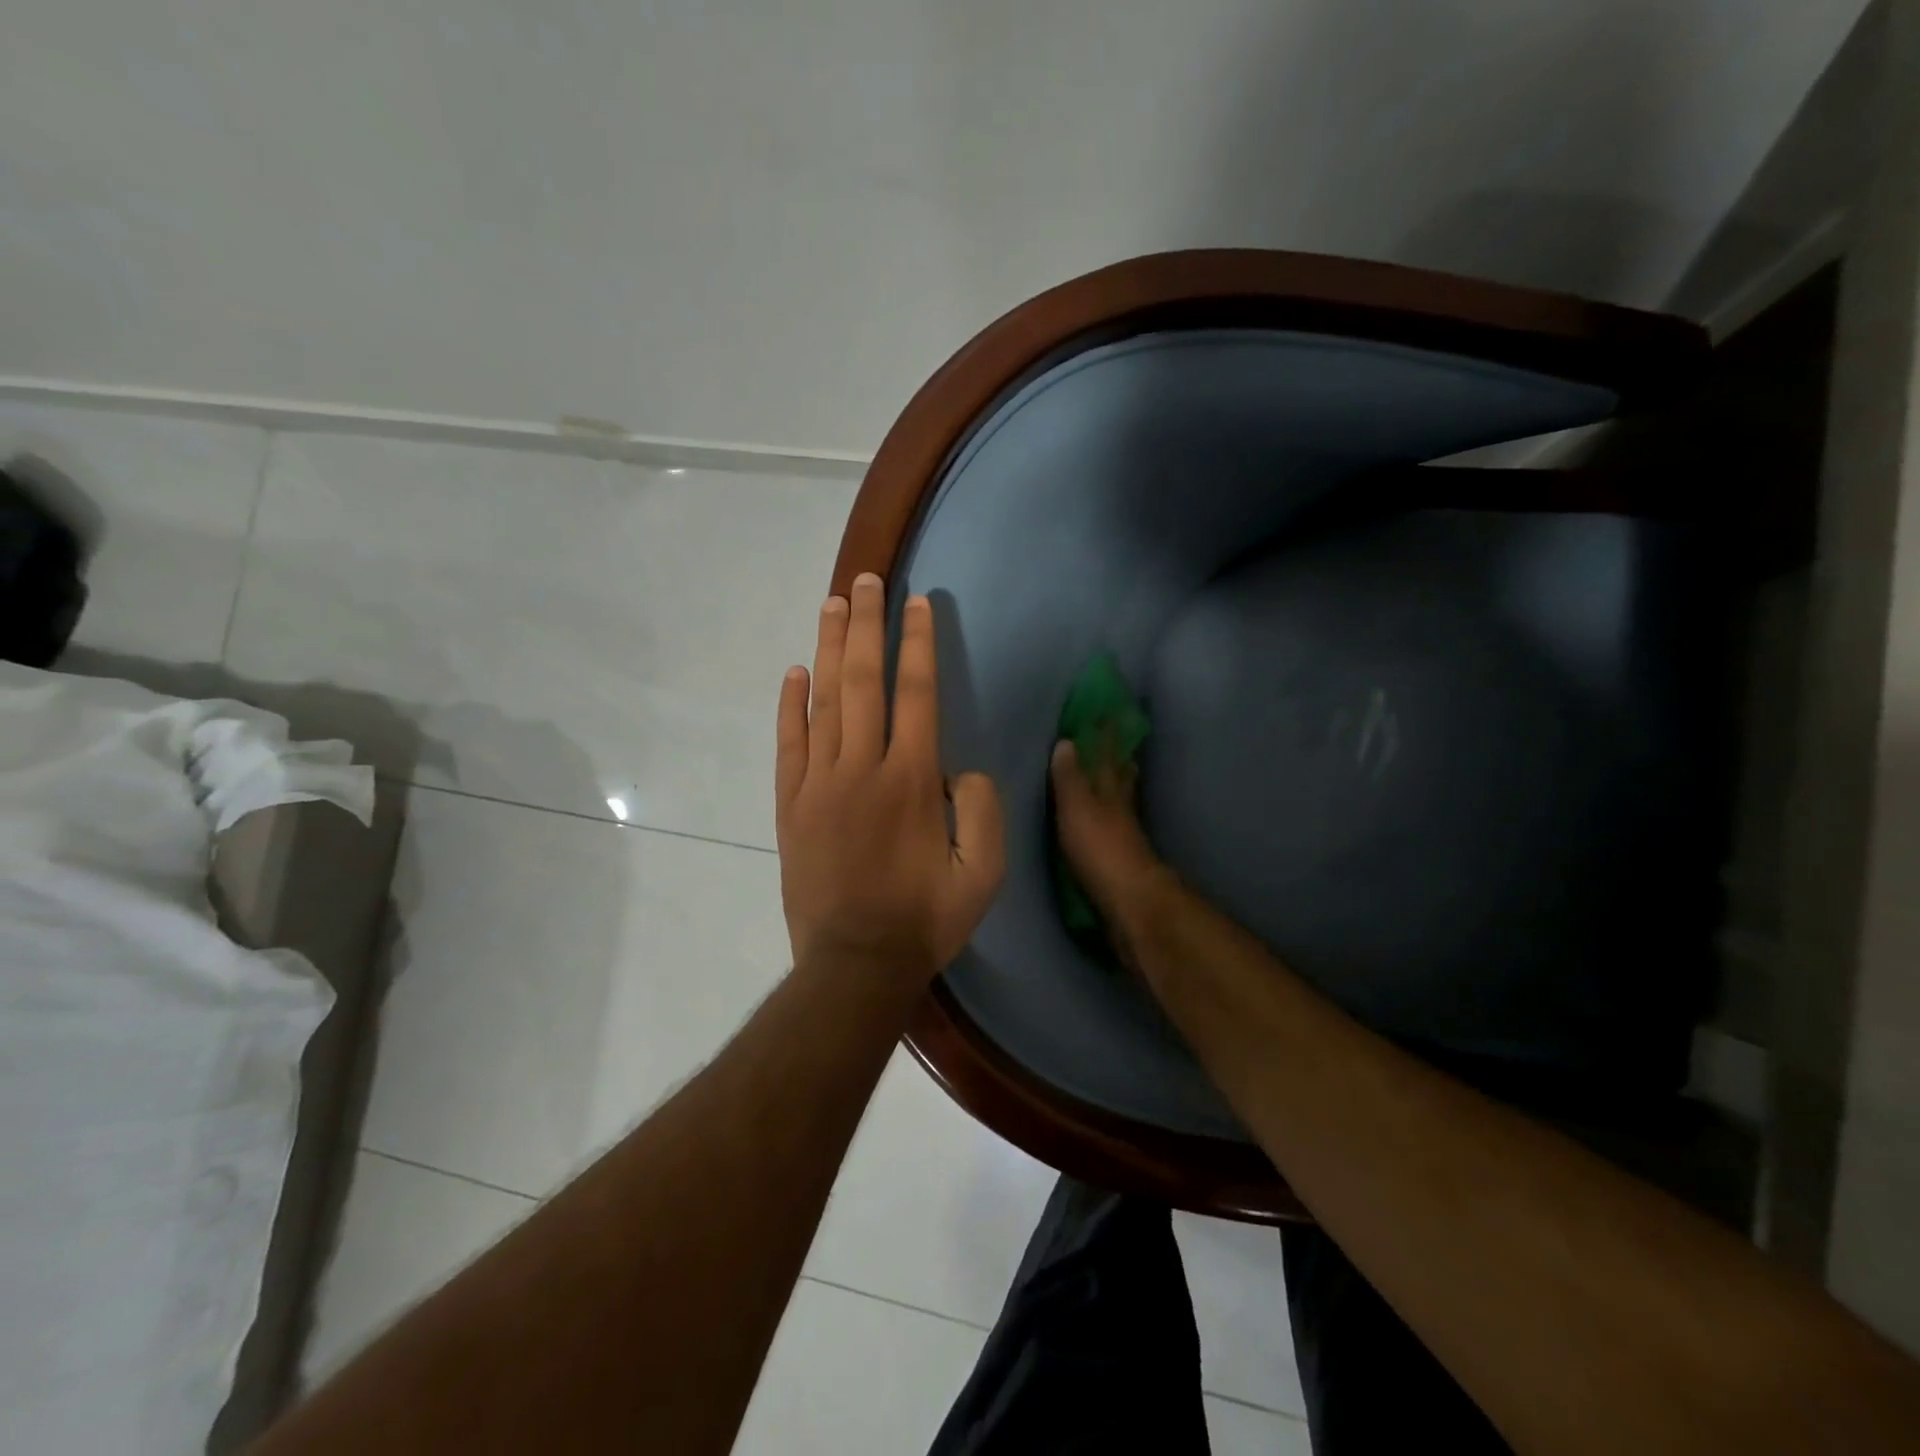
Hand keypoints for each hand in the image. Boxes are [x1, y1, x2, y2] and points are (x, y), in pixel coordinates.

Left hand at [776, 573, 1004, 984]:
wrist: (854, 963)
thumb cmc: (924, 919)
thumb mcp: (983, 874)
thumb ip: (982, 810)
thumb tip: (959, 768)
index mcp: (912, 780)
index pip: (917, 693)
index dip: (919, 643)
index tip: (919, 603)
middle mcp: (862, 768)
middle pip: (864, 681)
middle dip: (868, 625)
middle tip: (867, 580)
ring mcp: (819, 783)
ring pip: (823, 701)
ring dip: (829, 648)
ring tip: (833, 604)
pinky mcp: (790, 804)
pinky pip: (788, 743)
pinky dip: (789, 705)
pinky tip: (794, 672)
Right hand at [1050, 737, 1170, 970]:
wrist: (1130, 904)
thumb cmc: (1100, 850)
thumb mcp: (1077, 808)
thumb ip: (1070, 778)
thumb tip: (1067, 741)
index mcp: (1110, 792)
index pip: (1108, 756)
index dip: (1107, 736)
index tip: (1109, 712)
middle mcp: (1122, 809)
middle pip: (1122, 778)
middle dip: (1119, 760)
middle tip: (1119, 743)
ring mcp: (1125, 836)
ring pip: (1122, 802)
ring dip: (1119, 787)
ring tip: (1115, 776)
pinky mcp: (1122, 861)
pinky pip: (1115, 829)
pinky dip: (1112, 819)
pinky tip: (1108, 823)